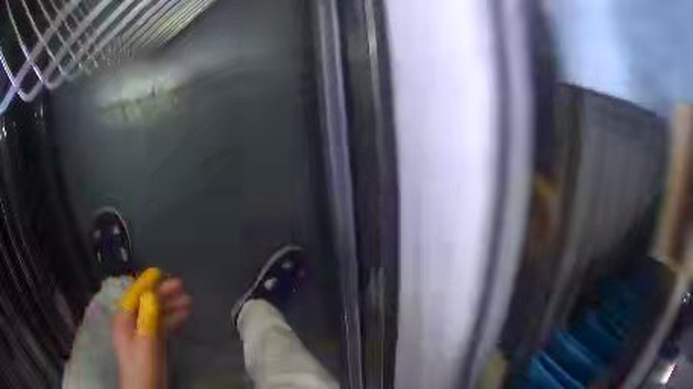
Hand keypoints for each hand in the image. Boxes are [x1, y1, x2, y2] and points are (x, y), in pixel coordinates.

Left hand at [112, 270, 191, 388]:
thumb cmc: (143, 368)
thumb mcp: (145, 345)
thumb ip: (147, 320)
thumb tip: (151, 295)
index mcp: (125, 320)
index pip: (135, 295)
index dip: (147, 283)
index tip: (160, 272)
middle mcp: (132, 323)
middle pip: (147, 303)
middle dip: (163, 294)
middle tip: (181, 286)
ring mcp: (142, 333)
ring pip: (156, 314)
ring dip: (170, 307)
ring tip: (188, 302)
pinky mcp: (151, 343)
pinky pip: (161, 326)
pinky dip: (172, 320)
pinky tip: (183, 317)